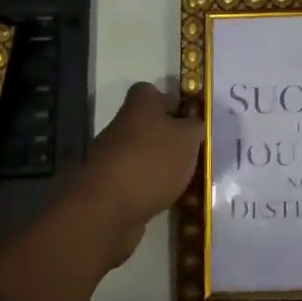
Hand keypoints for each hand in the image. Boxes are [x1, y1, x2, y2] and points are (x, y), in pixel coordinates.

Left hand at [75, 82, 204, 264]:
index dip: (170, 102)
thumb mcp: (188, 139)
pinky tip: (165, 199)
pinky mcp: (106, 186)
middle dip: (168, 138)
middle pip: (147, 124)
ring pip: (141, 153)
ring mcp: (110, 156)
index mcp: (139, 105)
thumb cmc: (153, 161)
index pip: (151, 92)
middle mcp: (121, 125)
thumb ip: (195, 127)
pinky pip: (134, 180)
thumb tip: (193, 124)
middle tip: (192, 153)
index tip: (188, 120)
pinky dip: (148, 188)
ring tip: (183, 180)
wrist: (107, 209)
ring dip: (159, 165)